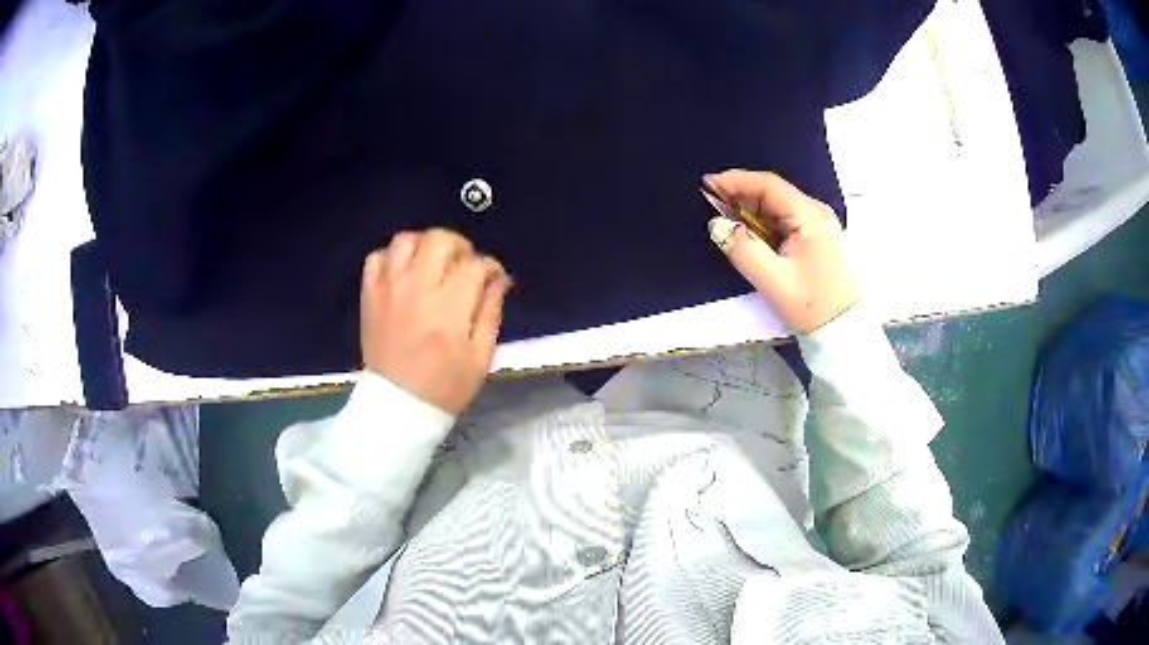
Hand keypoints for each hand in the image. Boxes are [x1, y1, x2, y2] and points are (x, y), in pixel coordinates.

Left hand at [360, 229, 511, 414]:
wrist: (397, 407)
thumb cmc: (445, 387)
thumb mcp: (480, 357)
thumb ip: (491, 311)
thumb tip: (499, 278)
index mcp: (449, 309)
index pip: (474, 265)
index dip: (490, 267)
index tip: (493, 278)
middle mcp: (417, 290)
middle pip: (440, 239)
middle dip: (459, 247)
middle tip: (462, 266)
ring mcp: (388, 289)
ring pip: (407, 240)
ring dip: (425, 246)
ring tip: (432, 265)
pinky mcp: (369, 295)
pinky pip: (377, 257)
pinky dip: (393, 257)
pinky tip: (404, 274)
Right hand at [704, 170, 859, 332]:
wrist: (843, 329)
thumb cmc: (811, 305)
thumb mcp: (772, 280)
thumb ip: (742, 249)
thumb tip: (717, 225)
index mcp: (809, 216)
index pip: (768, 185)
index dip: (736, 181)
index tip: (708, 185)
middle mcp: (815, 213)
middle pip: (773, 193)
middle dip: (740, 196)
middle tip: (711, 204)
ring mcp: (817, 225)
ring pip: (777, 207)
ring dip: (750, 211)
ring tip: (725, 220)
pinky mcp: (815, 238)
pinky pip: (783, 221)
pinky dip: (762, 223)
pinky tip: (748, 234)